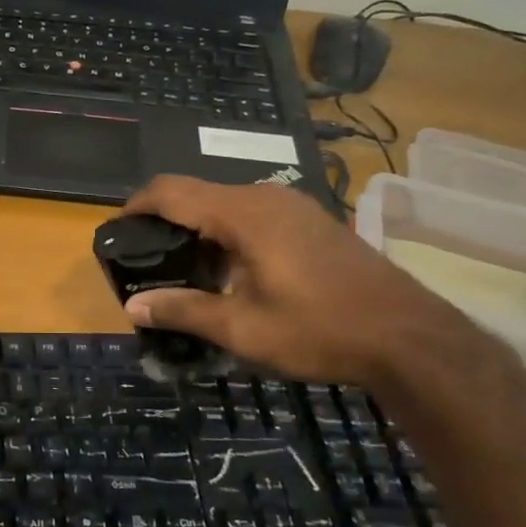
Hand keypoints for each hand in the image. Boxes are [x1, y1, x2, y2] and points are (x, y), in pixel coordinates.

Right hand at [121, 175, 459, 386]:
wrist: (409, 336)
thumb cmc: (319, 329)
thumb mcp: (243, 327)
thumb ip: (184, 311)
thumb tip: (133, 308)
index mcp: (243, 214)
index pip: (171, 191)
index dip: (136, 205)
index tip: (116, 230)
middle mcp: (266, 197)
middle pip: (198, 194)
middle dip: (166, 220)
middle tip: (147, 259)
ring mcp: (294, 206)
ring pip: (227, 204)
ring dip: (199, 229)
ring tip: (184, 270)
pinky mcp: (312, 221)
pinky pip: (254, 214)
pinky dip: (228, 233)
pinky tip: (231, 271)